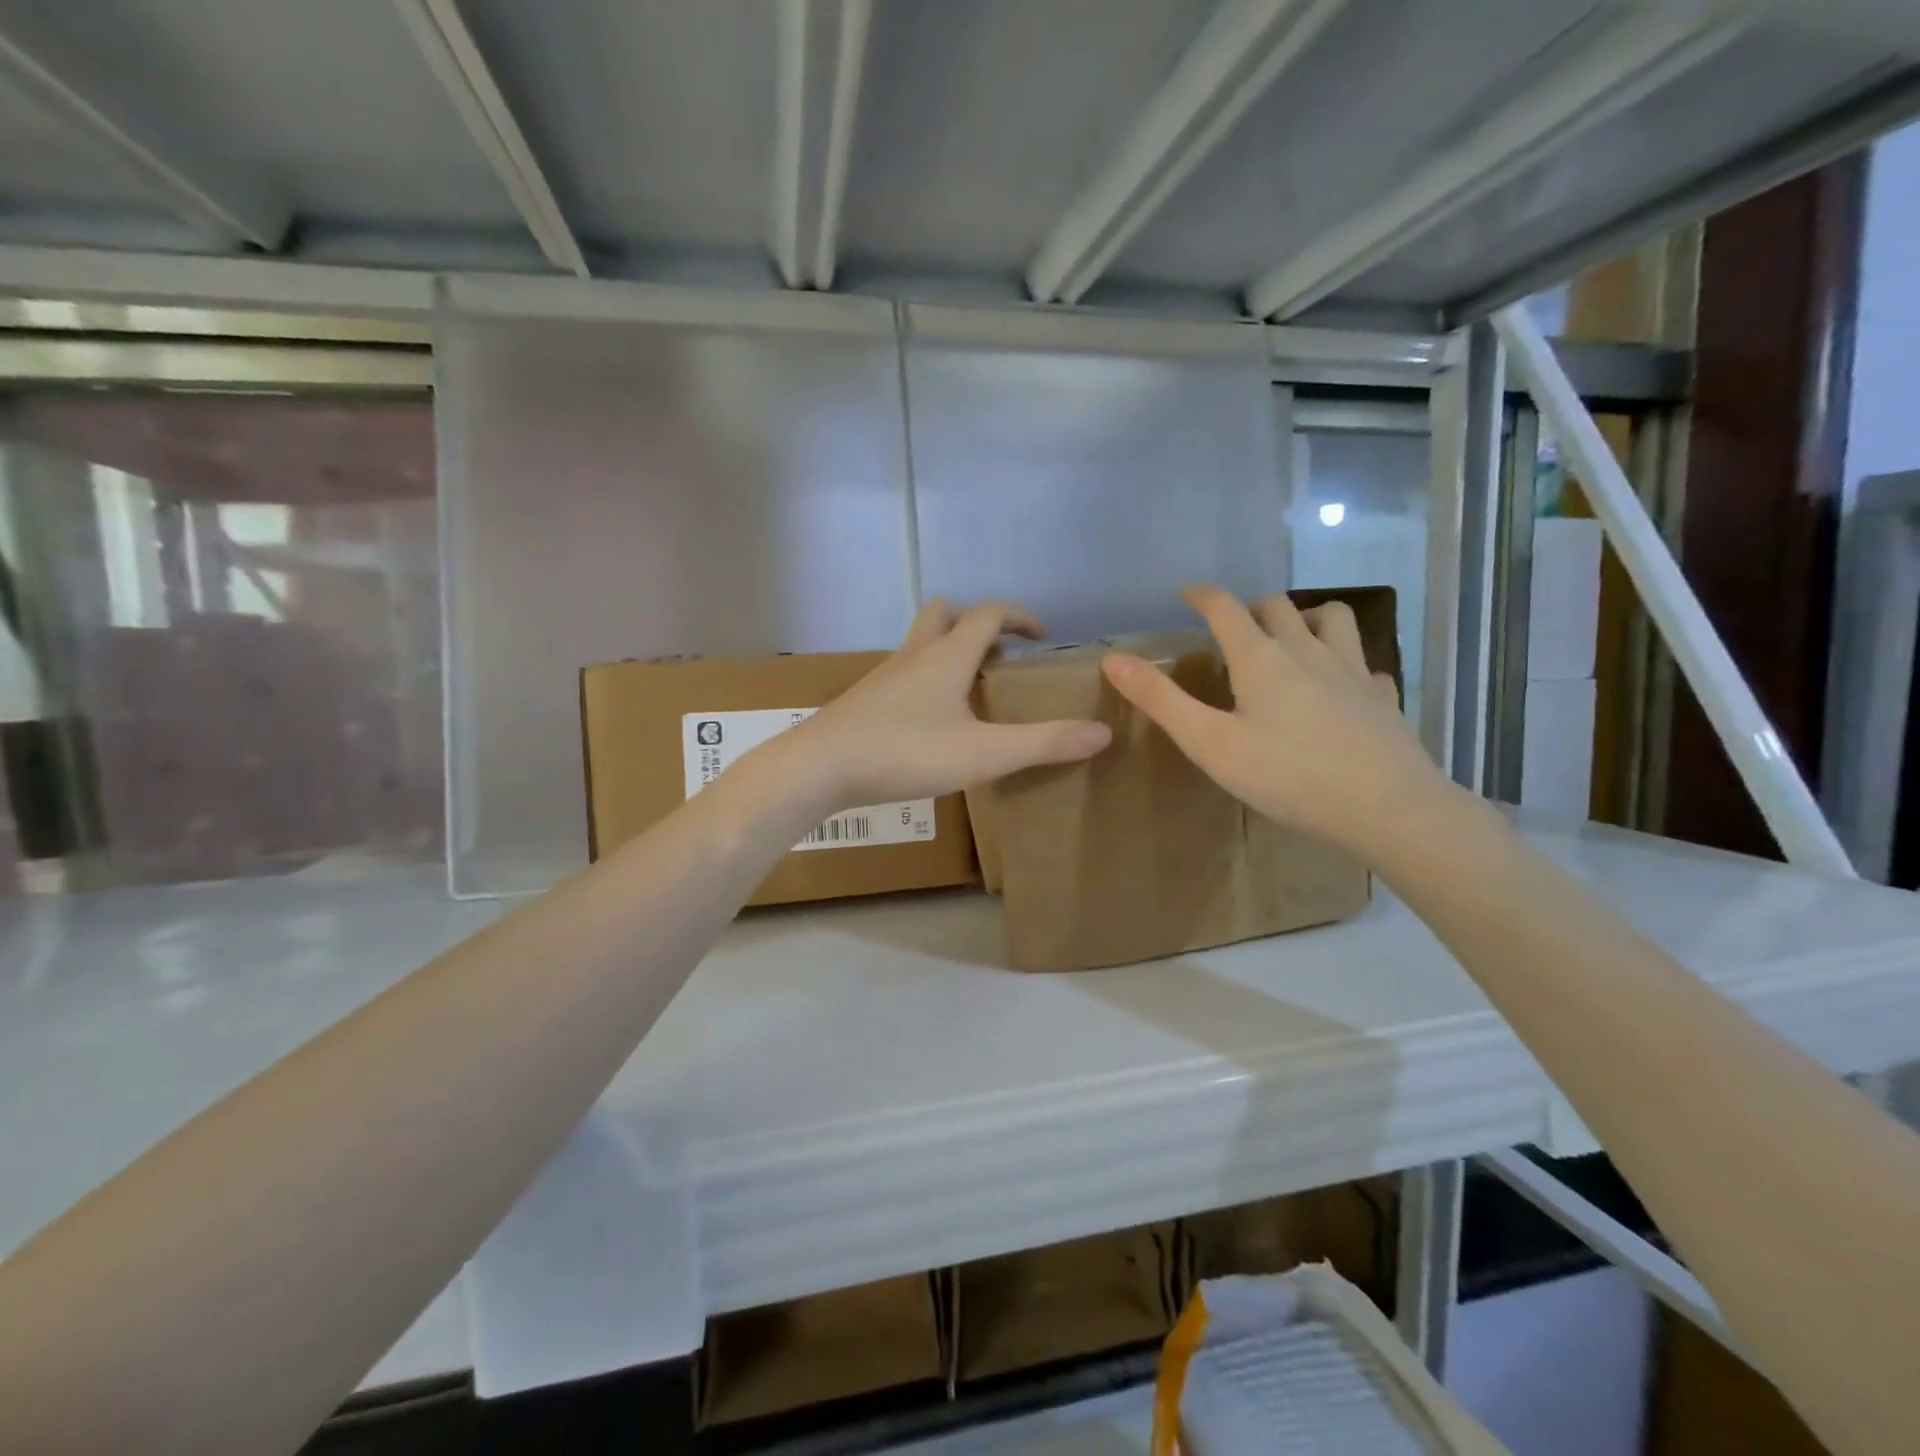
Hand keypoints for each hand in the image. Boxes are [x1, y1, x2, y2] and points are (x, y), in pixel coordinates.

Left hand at [775, 599, 1111, 809]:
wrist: (819, 768)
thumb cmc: (905, 752)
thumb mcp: (984, 754)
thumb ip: (1043, 743)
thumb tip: (1102, 732)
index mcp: (947, 656)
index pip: (989, 613)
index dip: (1020, 616)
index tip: (1043, 636)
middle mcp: (914, 655)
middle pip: (943, 613)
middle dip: (975, 623)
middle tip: (998, 655)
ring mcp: (883, 676)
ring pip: (919, 644)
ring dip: (947, 651)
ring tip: (969, 689)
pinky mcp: (864, 700)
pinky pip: (902, 674)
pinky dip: (924, 680)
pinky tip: (929, 720)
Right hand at [1100, 585, 1449, 857]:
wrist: (1387, 808)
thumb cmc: (1288, 777)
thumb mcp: (1210, 743)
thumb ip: (1161, 700)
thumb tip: (1112, 659)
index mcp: (1261, 659)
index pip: (1225, 607)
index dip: (1202, 595)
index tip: (1186, 594)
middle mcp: (1308, 650)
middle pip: (1277, 605)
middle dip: (1250, 608)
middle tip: (1233, 630)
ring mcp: (1353, 669)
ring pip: (1332, 618)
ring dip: (1306, 618)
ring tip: (1291, 640)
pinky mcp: (1382, 696)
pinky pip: (1364, 662)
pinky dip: (1345, 662)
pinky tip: (1341, 687)